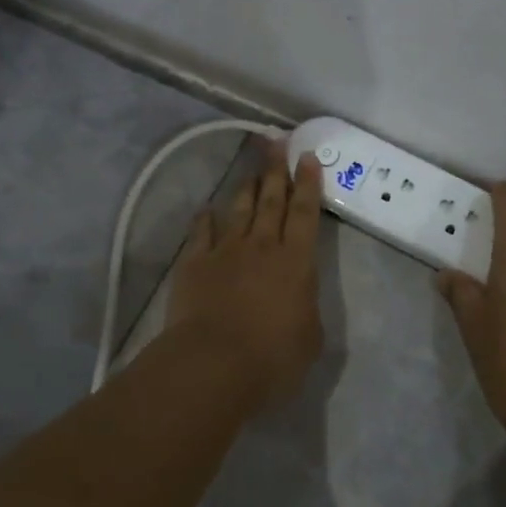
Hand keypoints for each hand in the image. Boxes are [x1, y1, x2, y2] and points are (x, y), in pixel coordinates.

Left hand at [166, 145, 324, 404]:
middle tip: (278, 142)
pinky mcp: (195, 263)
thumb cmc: (272, 358)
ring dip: (247, 187)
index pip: (306, 215)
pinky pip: (201, 233)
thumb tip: (299, 299)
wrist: (213, 364)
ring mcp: (226, 251)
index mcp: (296, 263)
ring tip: (252, 169)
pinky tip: (206, 208)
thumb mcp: (310, 339)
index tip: (307, 158)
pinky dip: (204, 219)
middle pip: (272, 200)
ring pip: (239, 210)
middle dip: (277, 170)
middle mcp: (262, 247)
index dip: (308, 185)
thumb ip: (306, 310)